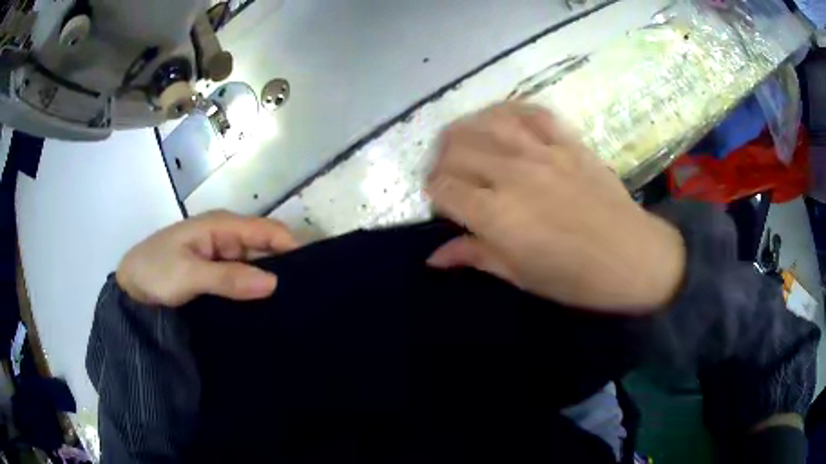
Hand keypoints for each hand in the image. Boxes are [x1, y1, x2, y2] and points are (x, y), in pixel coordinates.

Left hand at [116, 211, 298, 306]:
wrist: (130, 287)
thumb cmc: (155, 271)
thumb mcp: (189, 274)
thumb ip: (229, 278)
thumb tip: (274, 283)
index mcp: (221, 226)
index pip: (267, 230)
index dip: (292, 246)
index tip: (314, 275)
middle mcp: (226, 237)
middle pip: (265, 246)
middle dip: (286, 265)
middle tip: (308, 296)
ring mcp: (220, 256)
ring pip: (256, 264)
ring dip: (271, 280)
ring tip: (295, 306)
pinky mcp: (216, 273)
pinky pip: (243, 278)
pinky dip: (255, 289)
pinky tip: (268, 307)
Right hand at [426, 103, 684, 313]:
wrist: (634, 258)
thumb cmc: (577, 278)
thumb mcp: (521, 275)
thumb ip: (476, 256)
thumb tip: (434, 256)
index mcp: (498, 215)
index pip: (443, 187)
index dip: (434, 192)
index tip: (441, 202)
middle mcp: (513, 174)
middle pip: (456, 147)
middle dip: (441, 160)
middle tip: (448, 174)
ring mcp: (543, 151)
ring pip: (486, 122)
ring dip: (465, 129)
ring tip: (464, 142)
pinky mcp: (568, 141)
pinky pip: (530, 111)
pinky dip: (509, 112)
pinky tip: (502, 121)